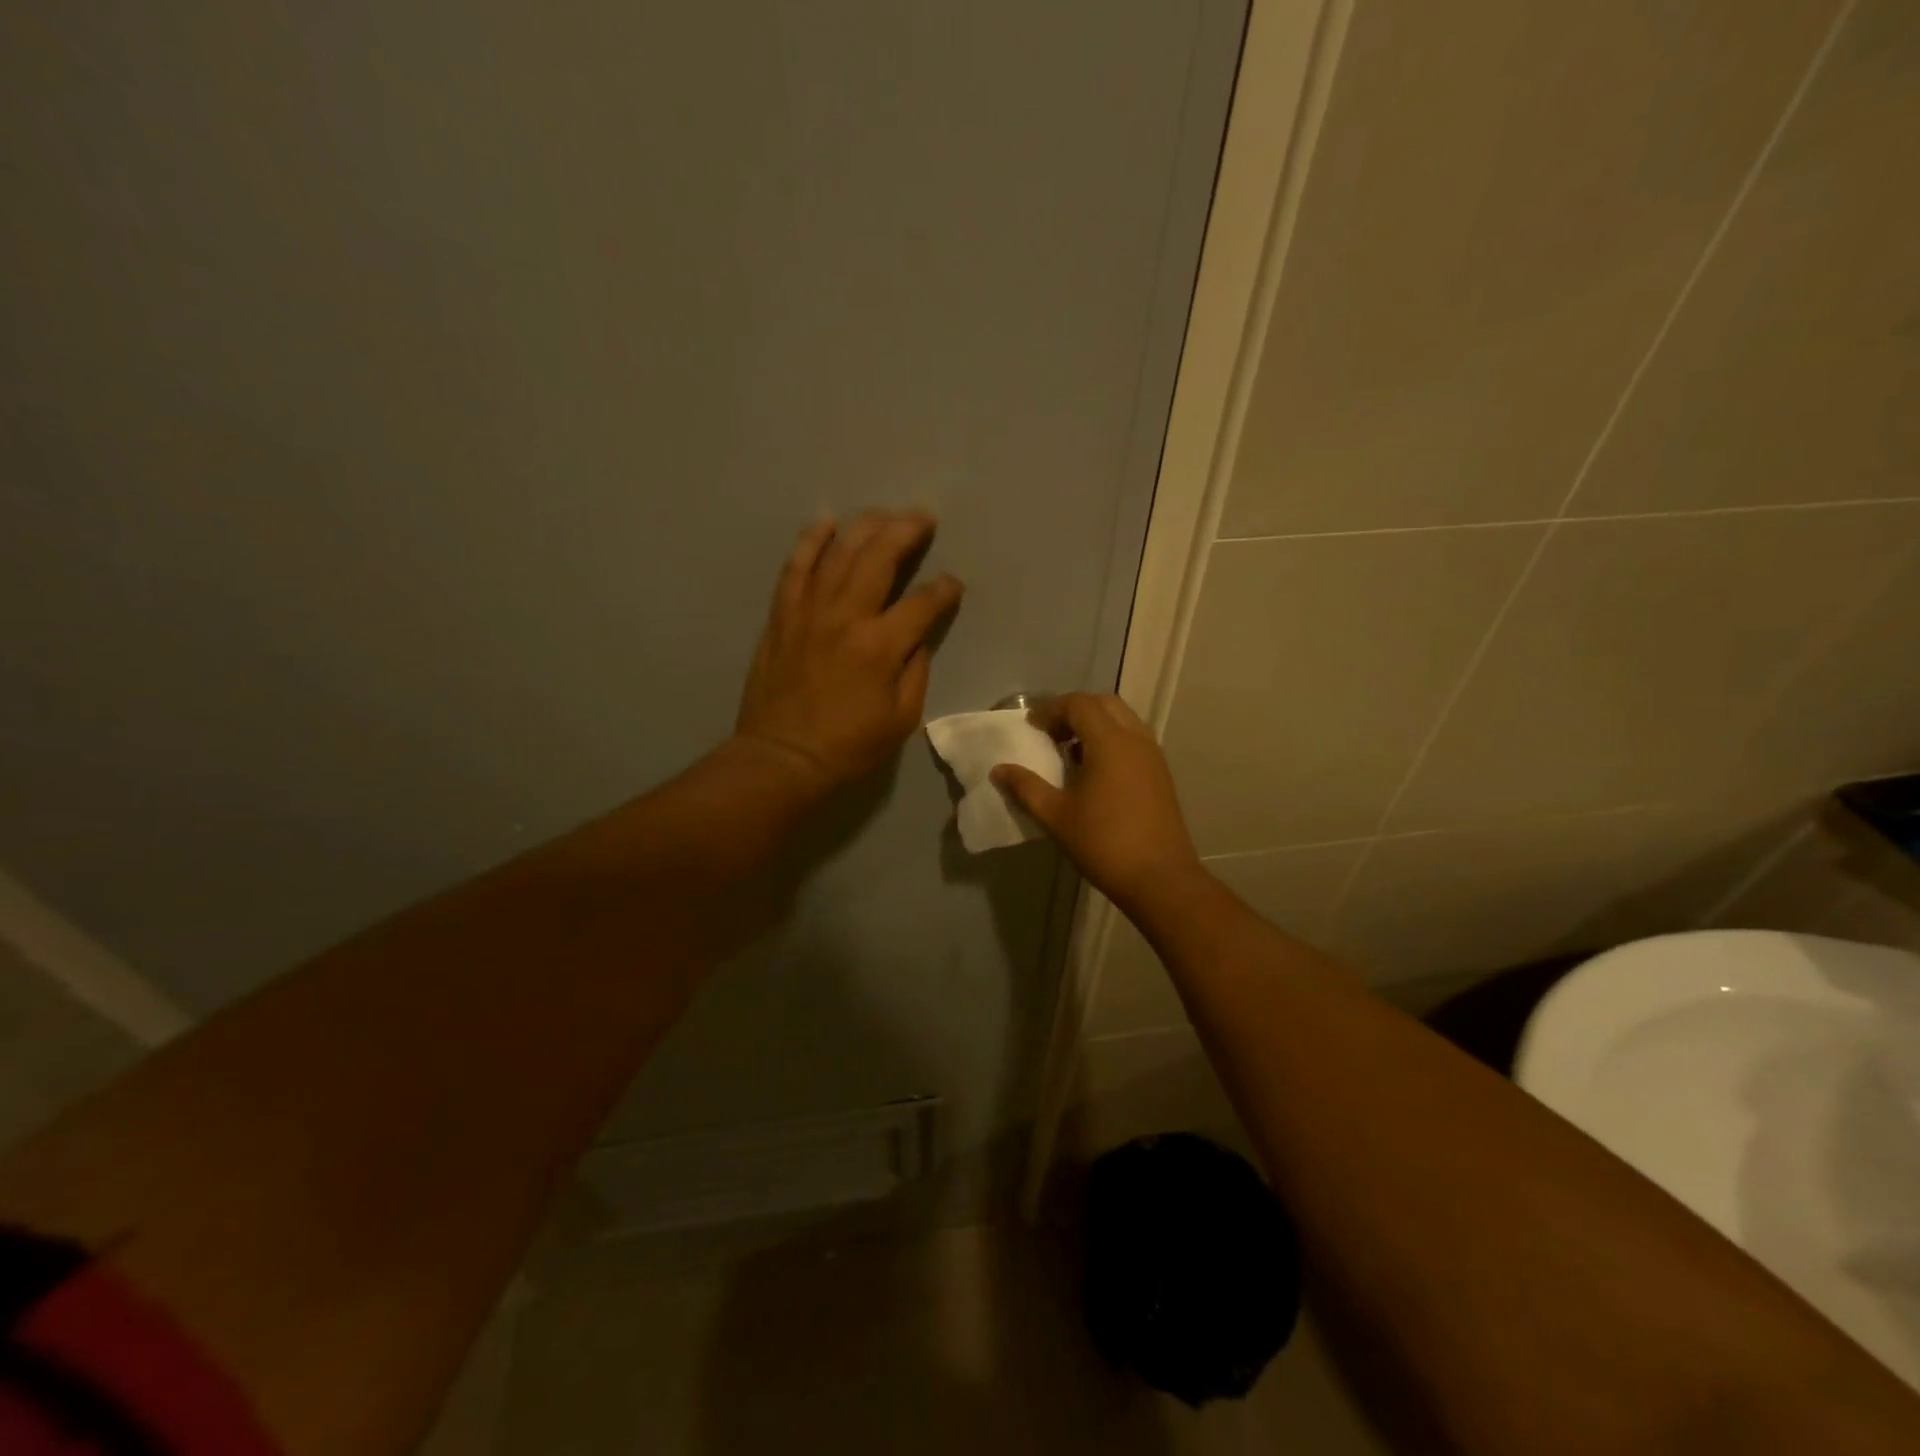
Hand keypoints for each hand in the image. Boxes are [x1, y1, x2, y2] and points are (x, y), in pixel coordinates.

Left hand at [733, 512, 962, 796]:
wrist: (781, 757)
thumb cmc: (848, 746)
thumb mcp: (901, 719)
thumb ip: (915, 671)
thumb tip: (916, 637)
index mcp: (881, 646)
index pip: (923, 602)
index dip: (944, 589)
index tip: (953, 586)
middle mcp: (847, 616)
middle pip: (880, 556)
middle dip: (907, 531)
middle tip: (924, 519)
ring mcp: (810, 611)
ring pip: (839, 551)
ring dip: (866, 526)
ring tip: (885, 515)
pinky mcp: (783, 615)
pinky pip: (796, 566)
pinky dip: (811, 540)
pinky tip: (826, 522)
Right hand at [990, 693, 1204, 912]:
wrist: (1160, 879)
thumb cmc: (1104, 843)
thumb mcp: (1056, 816)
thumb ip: (1026, 787)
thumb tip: (999, 770)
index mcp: (1110, 742)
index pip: (1078, 704)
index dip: (1051, 710)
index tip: (1031, 728)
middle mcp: (1135, 739)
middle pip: (1104, 704)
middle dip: (1074, 710)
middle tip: (1051, 734)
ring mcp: (1152, 756)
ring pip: (1122, 720)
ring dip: (1094, 725)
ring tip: (1069, 752)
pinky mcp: (1160, 774)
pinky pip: (1133, 739)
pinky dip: (1111, 740)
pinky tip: (1093, 772)